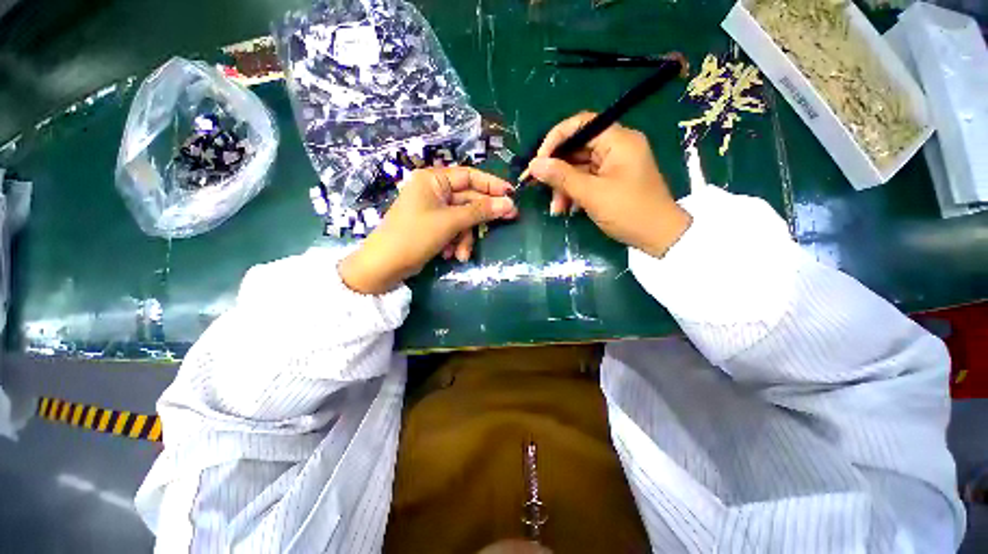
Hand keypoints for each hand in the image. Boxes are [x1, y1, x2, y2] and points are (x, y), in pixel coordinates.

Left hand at [339, 166, 517, 294]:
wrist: (385, 265)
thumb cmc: (415, 236)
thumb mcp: (450, 222)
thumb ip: (480, 211)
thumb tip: (509, 203)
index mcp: (433, 180)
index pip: (470, 176)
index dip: (492, 185)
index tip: (512, 194)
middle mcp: (434, 191)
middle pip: (468, 199)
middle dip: (481, 217)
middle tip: (509, 219)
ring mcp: (433, 210)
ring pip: (463, 219)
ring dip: (465, 237)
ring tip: (461, 254)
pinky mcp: (433, 226)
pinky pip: (454, 230)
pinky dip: (456, 242)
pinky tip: (450, 255)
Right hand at [524, 112, 691, 257]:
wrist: (658, 237)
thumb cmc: (629, 211)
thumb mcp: (592, 194)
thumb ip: (562, 177)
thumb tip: (534, 165)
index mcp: (618, 140)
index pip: (580, 125)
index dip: (555, 140)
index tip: (538, 161)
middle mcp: (616, 147)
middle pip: (577, 148)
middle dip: (557, 171)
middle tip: (537, 187)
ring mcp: (613, 165)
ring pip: (578, 167)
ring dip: (563, 187)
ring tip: (556, 209)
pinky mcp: (611, 180)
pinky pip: (586, 180)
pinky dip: (574, 193)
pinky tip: (567, 209)